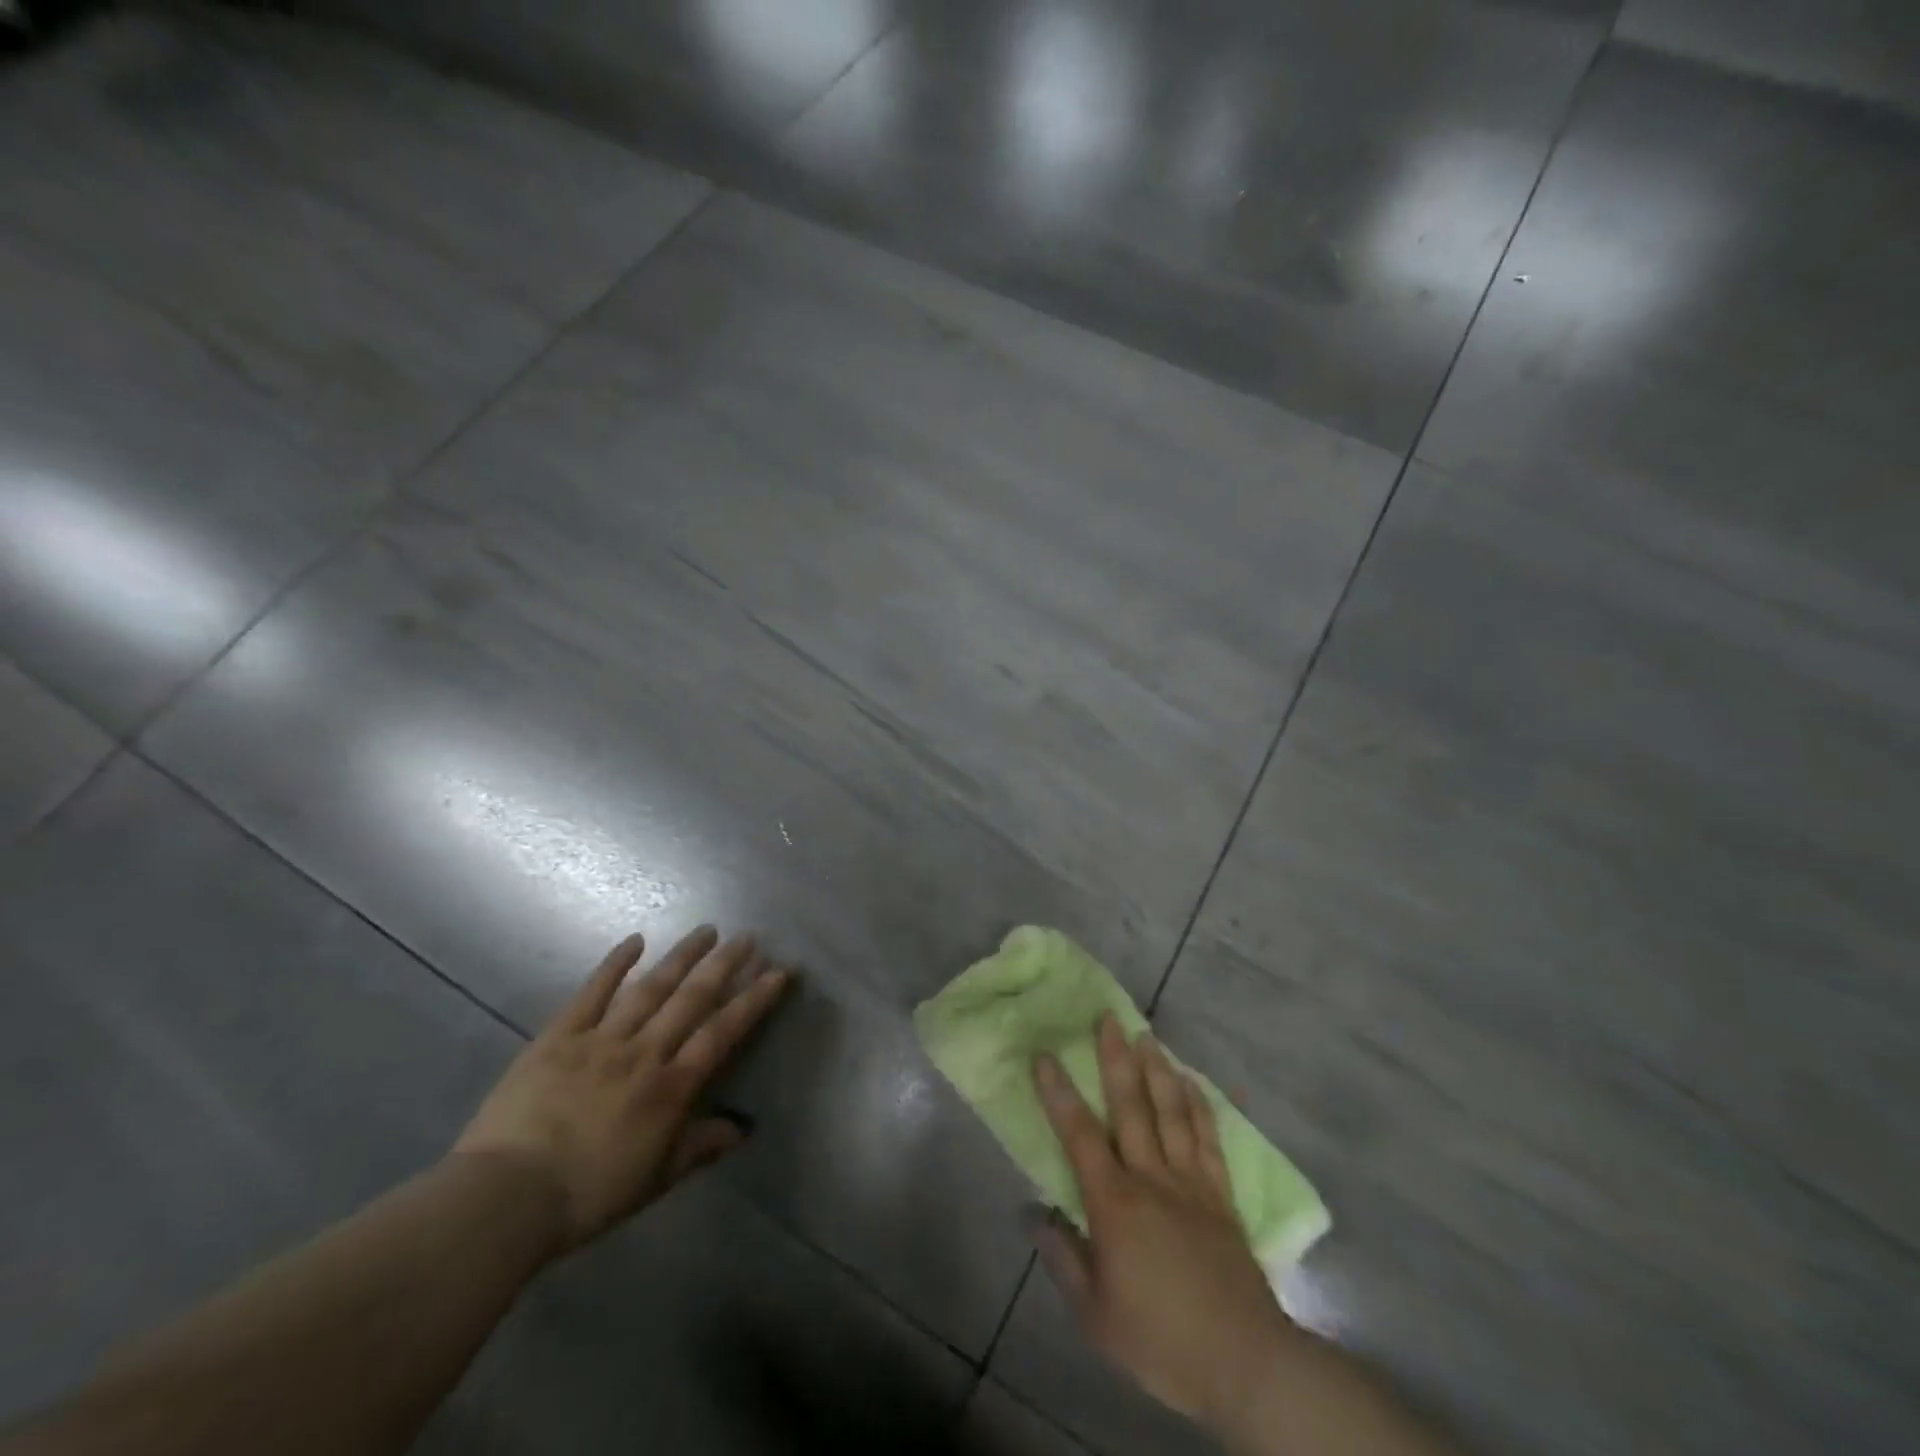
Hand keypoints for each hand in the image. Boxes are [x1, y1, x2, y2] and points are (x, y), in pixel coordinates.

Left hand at [452, 927, 792, 1253]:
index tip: (778, 971)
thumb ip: (699, 1147)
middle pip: (692, 999)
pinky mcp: (559, 1037)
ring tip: (706, 930)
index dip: (753, 1000)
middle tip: (747, 936)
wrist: (506, 1198)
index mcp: (670, 1087)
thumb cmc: (588, 1195)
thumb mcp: (655, 1179)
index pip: (722, 1032)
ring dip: (681, 956)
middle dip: (724, 965)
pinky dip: (614, 964)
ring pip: (650, 987)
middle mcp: (644, 1053)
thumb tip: (742, 1129)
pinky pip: (591, 993)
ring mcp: (601, 1040)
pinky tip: (635, 940)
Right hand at [1031, 1015, 1294, 1432]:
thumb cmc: (1160, 1340)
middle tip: (1108, 1017)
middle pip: (1131, 1106)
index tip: (1045, 1054)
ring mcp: (1191, 1182)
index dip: (1059, 1093)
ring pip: (1172, 1111)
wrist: (1243, 1362)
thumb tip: (1034, 1213)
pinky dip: (1201, 1106)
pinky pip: (1210, 1139)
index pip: (1079, 1134)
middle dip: (1116, 1058)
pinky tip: (1194, 1082)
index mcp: (1115, 1203)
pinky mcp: (1222, 1196)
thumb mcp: (1095, 1314)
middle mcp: (1152, 1177)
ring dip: (1158, 1069)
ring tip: (1147, 1035)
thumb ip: (1063, 1258)